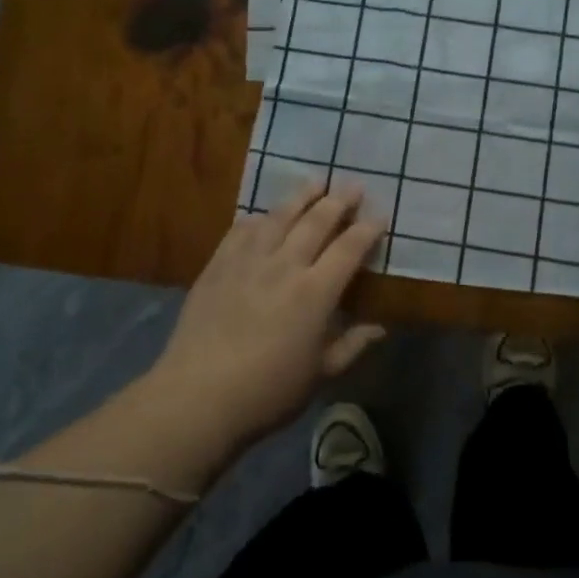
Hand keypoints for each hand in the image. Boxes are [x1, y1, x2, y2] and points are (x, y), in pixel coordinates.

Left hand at [147, 183, 386, 451]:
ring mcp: (248, 261)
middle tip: (352, 185)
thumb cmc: (268, 391)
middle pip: (316, 222)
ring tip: (315, 182)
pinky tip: (264, 215)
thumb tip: (380, 328)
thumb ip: (352, 345)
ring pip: (279, 217)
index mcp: (315, 292)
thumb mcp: (321, 374)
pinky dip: (258, 218)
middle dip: (339, 201)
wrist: (198, 395)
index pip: (349, 249)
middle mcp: (285, 266)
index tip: (380, 215)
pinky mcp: (218, 265)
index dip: (367, 229)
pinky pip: (242, 230)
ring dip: (301, 196)